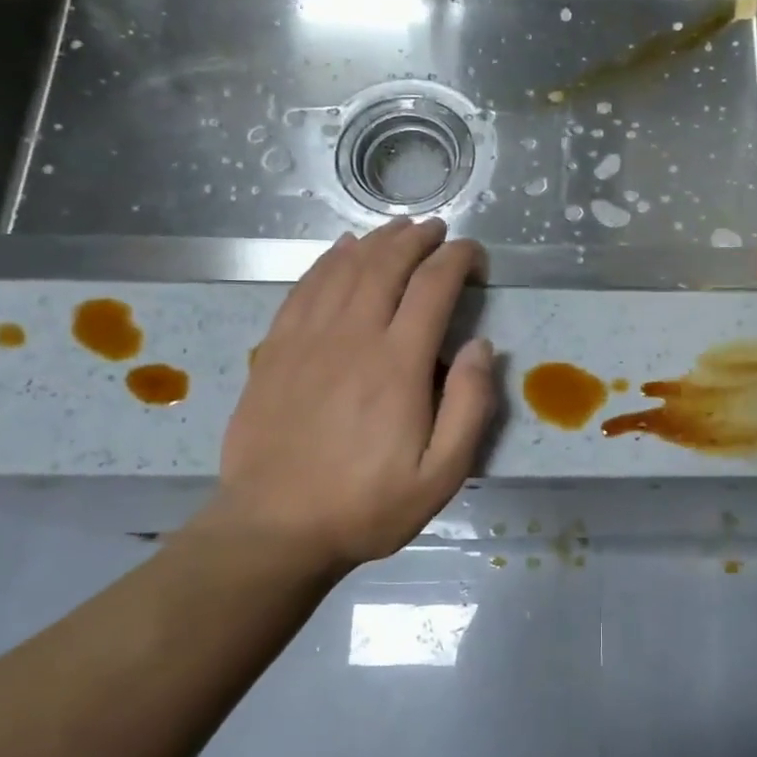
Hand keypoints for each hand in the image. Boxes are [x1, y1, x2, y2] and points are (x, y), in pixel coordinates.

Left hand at [200, 218, 495, 578]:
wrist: (274, 527)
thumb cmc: (366, 505)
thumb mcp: (441, 474)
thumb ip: (470, 406)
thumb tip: (482, 346)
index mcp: (398, 364)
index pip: (433, 287)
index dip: (457, 260)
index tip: (473, 253)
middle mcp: (353, 336)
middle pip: (386, 265)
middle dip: (417, 239)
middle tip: (438, 230)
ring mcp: (307, 339)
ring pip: (344, 268)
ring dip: (376, 241)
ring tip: (398, 228)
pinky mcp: (275, 349)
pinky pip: (304, 287)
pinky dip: (328, 260)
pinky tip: (341, 250)